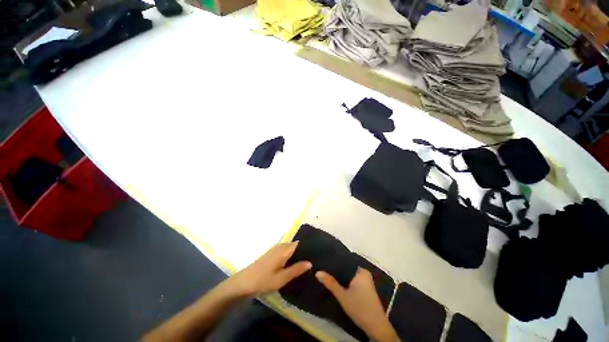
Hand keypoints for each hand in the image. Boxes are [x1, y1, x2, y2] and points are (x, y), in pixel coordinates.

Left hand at [228, 242, 311, 296]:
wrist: (243, 283)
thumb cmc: (263, 280)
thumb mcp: (282, 278)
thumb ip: (296, 269)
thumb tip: (310, 262)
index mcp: (284, 249)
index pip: (299, 243)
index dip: (308, 248)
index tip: (316, 253)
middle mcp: (280, 246)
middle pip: (295, 245)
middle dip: (303, 251)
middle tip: (314, 260)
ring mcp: (275, 249)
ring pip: (290, 248)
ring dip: (297, 254)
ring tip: (306, 262)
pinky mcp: (271, 254)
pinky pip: (284, 251)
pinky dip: (290, 256)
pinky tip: (293, 264)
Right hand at [316, 268, 399, 341]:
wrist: (376, 327)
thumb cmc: (360, 308)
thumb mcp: (342, 296)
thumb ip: (330, 283)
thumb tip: (317, 272)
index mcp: (361, 271)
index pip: (345, 261)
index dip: (334, 262)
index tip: (323, 262)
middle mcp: (364, 273)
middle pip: (347, 268)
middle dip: (336, 270)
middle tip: (323, 268)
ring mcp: (366, 281)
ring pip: (349, 275)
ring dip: (341, 277)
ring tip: (327, 274)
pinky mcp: (366, 289)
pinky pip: (353, 281)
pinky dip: (346, 282)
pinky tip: (337, 283)